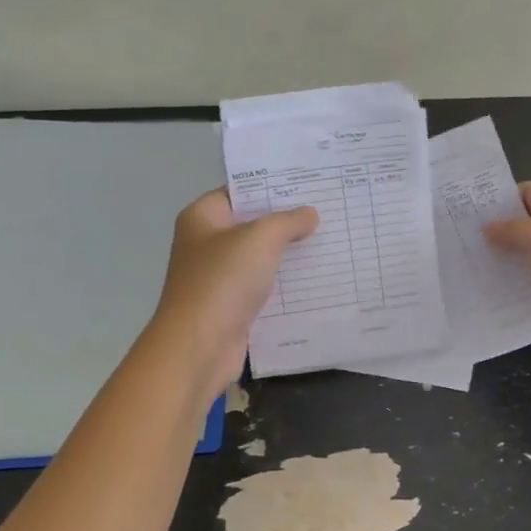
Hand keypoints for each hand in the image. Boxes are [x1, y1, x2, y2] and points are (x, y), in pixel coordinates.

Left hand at [149, 189, 317, 403]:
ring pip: (260, 258)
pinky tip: (317, 279)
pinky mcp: (232, 306)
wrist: (199, 346)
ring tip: (330, 241)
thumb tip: (310, 214)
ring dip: (289, 255)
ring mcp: (218, 277)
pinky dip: (285, 285)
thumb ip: (287, 221)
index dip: (272, 187)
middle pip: (252, 225)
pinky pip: (264, 288)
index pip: (239, 191)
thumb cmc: (223, 281)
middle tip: (328, 211)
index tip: (308, 184)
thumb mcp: (260, 239)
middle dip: (287, 221)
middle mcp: (206, 244)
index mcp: (202, 218)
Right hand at [482, 182, 530, 353]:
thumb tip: (487, 227)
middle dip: (501, 233)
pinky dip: (523, 283)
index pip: (527, 192)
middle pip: (530, 222)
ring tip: (475, 268)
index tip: (470, 218)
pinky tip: (498, 291)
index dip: (500, 202)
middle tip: (465, 244)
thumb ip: (510, 229)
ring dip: (510, 260)